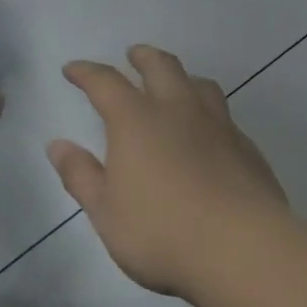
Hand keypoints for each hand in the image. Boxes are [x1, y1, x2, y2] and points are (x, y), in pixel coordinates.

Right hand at [48, 46, 288, 295]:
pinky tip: (208, 134)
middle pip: (161, 66)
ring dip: (181, 77)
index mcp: (136, 121)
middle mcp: (178, 111)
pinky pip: (225, 117)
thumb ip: (81, 175)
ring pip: (200, 84)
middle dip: (143, 57)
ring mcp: (219, 127)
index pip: (105, 82)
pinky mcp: (248, 149)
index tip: (73, 69)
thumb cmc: (161, 232)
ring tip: (175, 84)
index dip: (86, 72)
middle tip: (133, 55)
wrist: (244, 251)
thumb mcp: (106, 211)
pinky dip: (209, 113)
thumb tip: (58, 145)